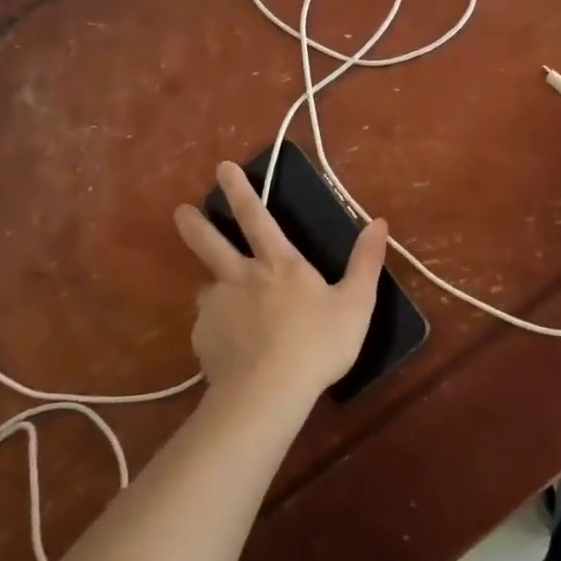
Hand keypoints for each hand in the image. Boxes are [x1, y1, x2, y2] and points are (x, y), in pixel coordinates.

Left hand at [173, 161, 388, 402]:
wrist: (269, 393)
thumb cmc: (318, 343)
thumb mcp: (356, 302)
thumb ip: (366, 262)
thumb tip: (379, 222)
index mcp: (278, 263)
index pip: (256, 216)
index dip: (240, 190)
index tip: (222, 168)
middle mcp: (240, 277)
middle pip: (210, 243)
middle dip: (194, 224)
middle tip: (180, 212)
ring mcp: (217, 308)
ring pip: (207, 288)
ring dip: (213, 287)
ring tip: (222, 302)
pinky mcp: (203, 340)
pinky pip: (208, 327)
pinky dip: (217, 329)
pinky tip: (229, 346)